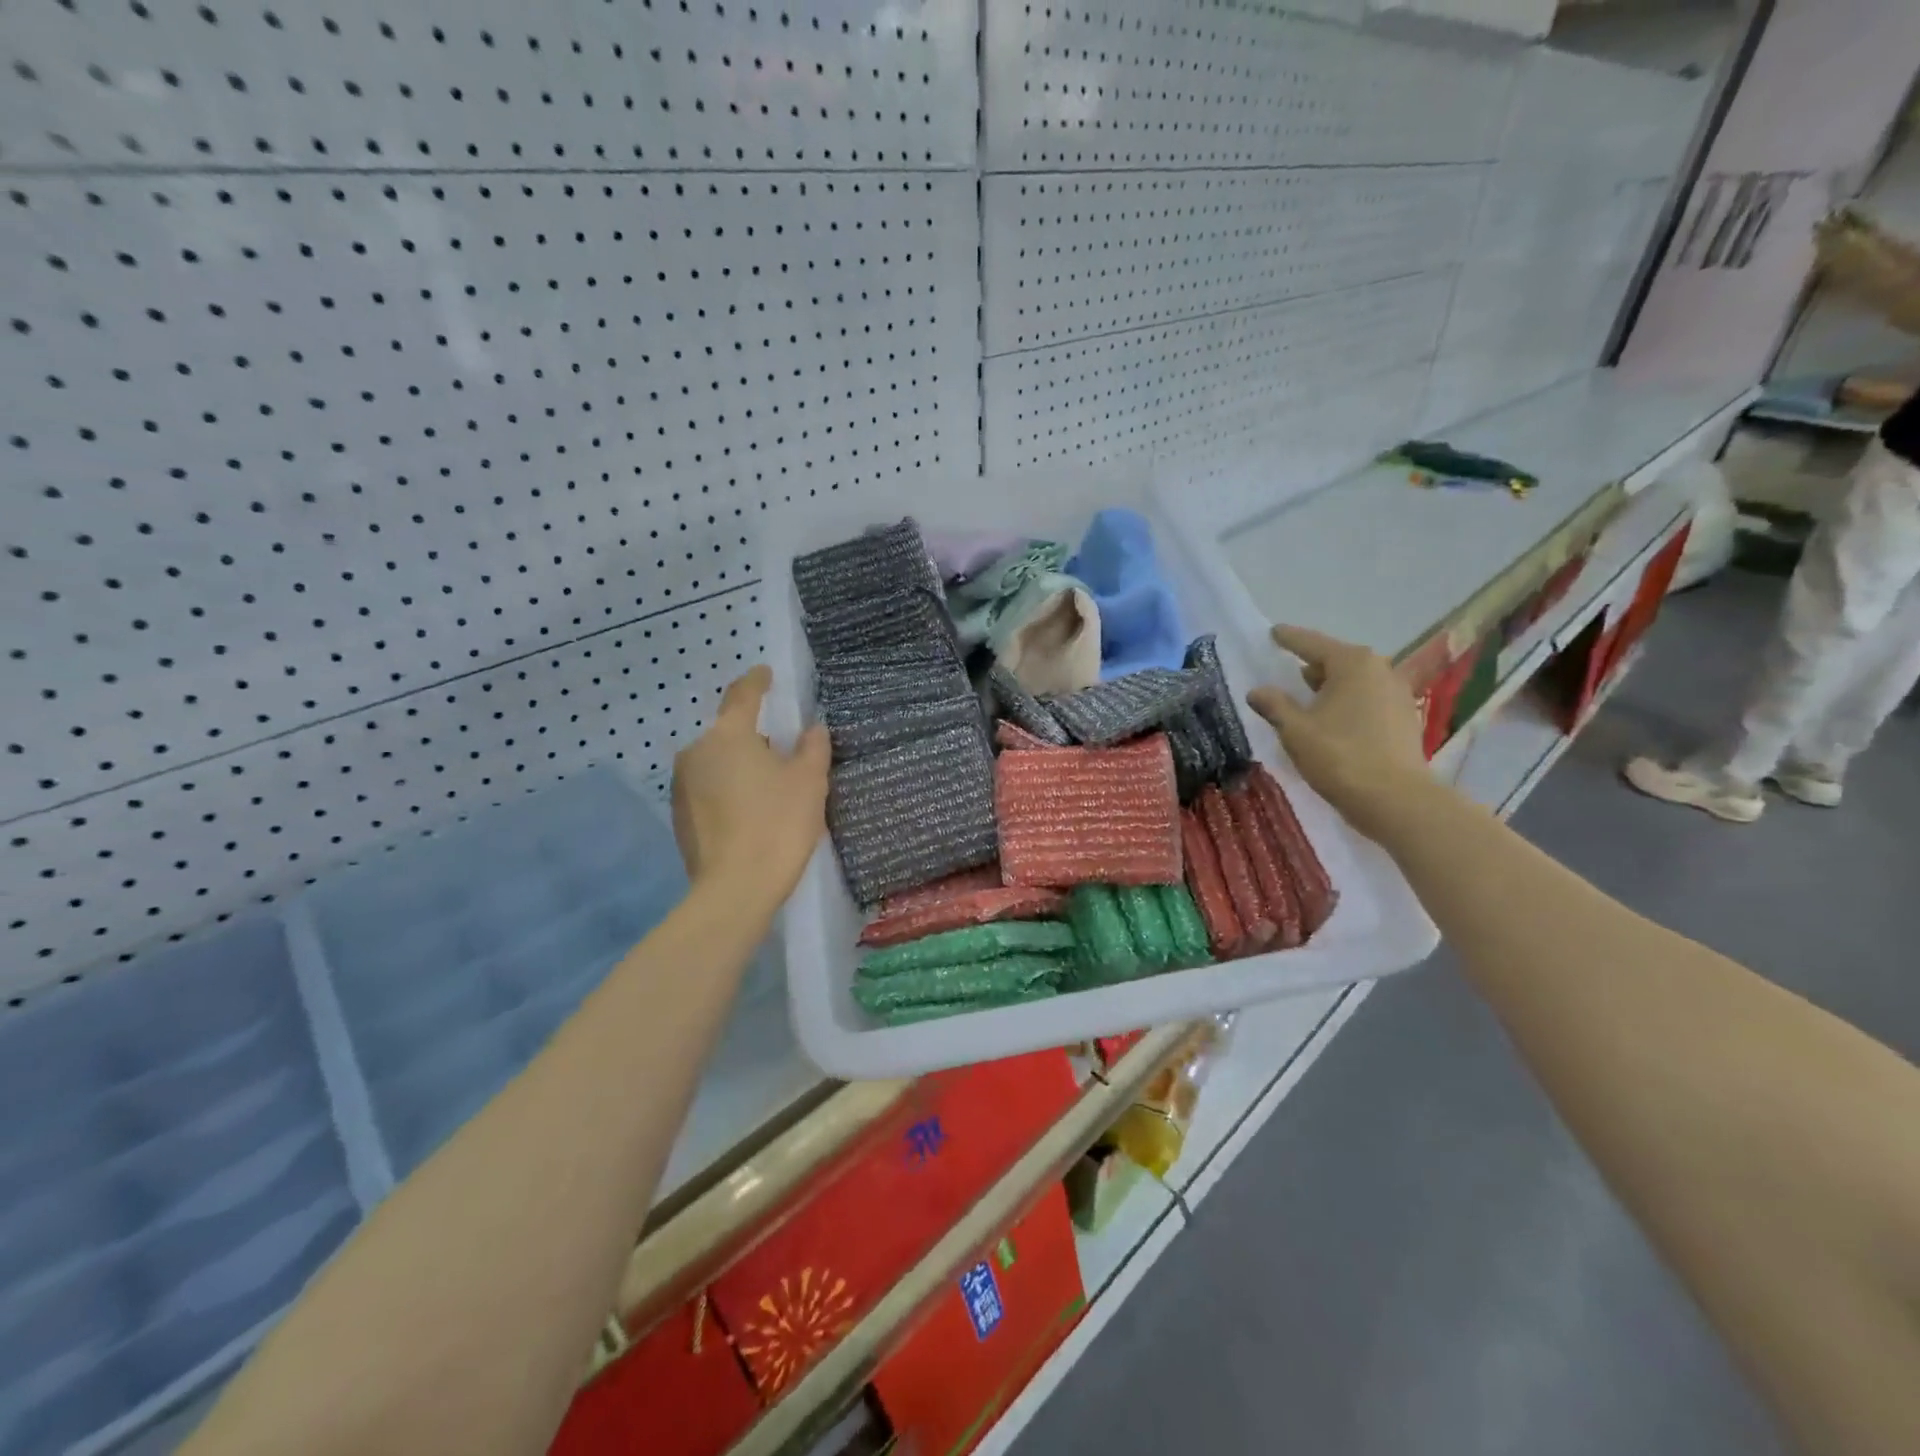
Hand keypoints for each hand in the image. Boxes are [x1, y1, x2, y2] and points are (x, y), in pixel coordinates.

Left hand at [672, 666, 830, 915]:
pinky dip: (728, 790)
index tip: (765, 673)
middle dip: (753, 735)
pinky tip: (749, 813)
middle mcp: (697, 752)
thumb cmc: (777, 825)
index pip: (742, 695)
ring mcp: (682, 785)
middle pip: (728, 732)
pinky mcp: (678, 816)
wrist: (734, 889)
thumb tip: (811, 729)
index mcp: (728, 735)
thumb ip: (813, 747)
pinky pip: (708, 788)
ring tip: (768, 787)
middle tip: (782, 751)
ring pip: (717, 761)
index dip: (757, 681)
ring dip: (739, 764)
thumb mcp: (809, 782)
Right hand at [1245, 625, 1429, 840]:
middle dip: (1313, 664)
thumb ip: (1274, 706)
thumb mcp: (1295, 730)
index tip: (1273, 633)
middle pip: (1338, 660)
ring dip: (1331, 686)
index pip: (1312, 644)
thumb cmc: (1339, 756)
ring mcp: (1397, 694)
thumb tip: (1257, 691)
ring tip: (1308, 696)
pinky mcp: (1404, 718)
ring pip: (1355, 681)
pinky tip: (1333, 718)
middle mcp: (1380, 670)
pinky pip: (1367, 699)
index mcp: (1352, 664)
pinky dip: (1347, 702)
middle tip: (1288, 668)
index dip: (1289, 639)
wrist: (1395, 799)